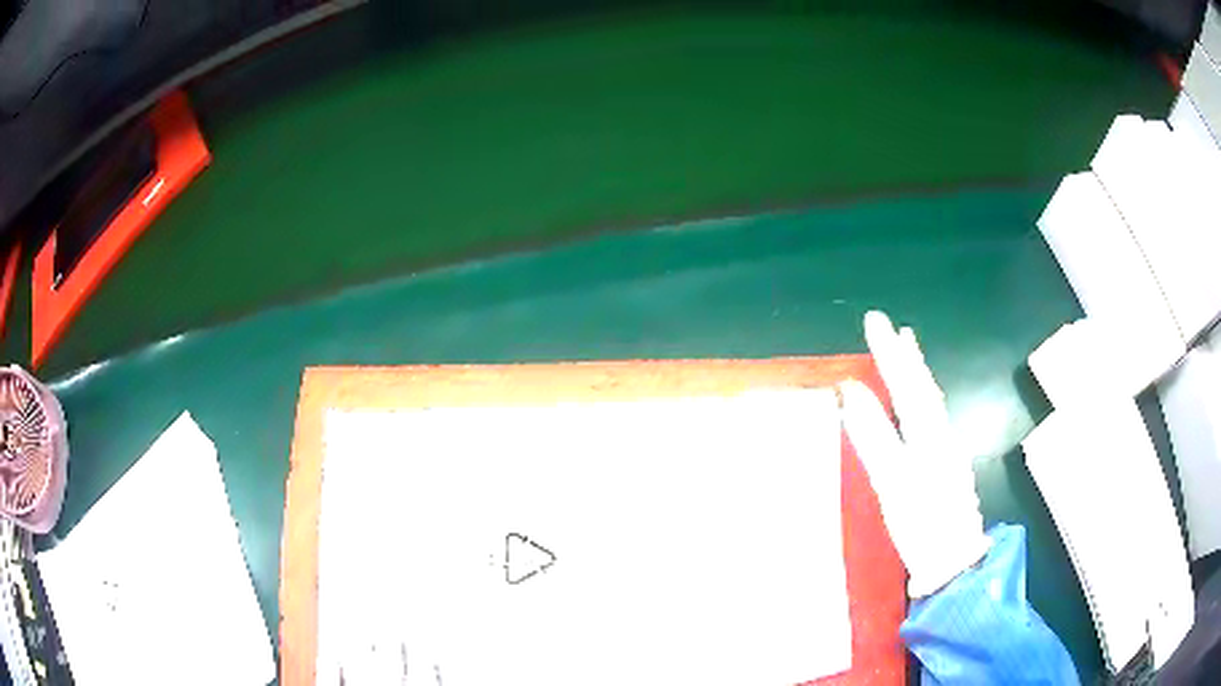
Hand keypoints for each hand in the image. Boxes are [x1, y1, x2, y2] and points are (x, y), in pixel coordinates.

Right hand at [840, 312, 989, 597]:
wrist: (954, 562)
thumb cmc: (921, 523)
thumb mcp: (892, 481)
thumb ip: (874, 435)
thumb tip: (850, 391)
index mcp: (930, 435)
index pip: (907, 384)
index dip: (889, 352)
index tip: (874, 320)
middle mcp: (944, 435)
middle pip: (925, 388)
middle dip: (907, 356)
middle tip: (893, 327)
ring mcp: (949, 451)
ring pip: (932, 402)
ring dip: (918, 374)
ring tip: (909, 351)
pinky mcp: (948, 466)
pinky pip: (933, 419)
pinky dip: (923, 398)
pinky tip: (920, 401)